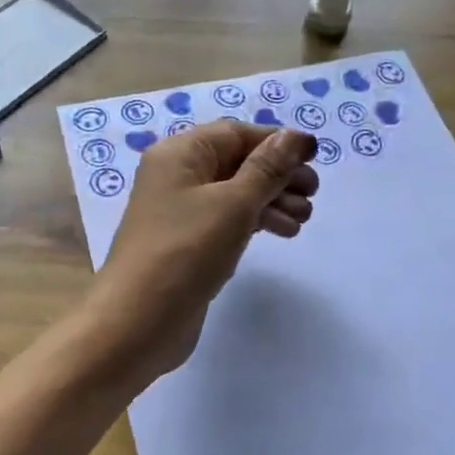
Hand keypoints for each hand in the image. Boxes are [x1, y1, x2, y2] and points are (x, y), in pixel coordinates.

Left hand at [87, 121, 319, 382]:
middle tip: (313, 194)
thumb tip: (296, 136)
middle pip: (238, 162)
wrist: (138, 321)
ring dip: (273, 200)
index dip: (276, 142)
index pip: (236, 133)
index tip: (315, 158)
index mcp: (180, 154)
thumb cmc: (186, 251)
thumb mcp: (234, 203)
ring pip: (236, 193)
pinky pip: (227, 220)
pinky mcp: (188, 243)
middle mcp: (177, 176)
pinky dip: (256, 222)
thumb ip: (268, 168)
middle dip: (278, 174)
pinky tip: (282, 233)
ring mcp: (180, 212)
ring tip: (304, 219)